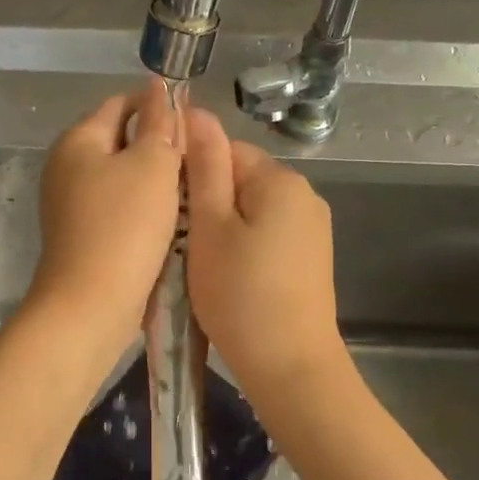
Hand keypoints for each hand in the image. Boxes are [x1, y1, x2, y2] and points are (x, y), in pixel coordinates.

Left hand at [29, 83, 183, 334]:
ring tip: (190, 190)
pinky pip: (117, 207)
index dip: (158, 106)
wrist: (91, 304)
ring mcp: (70, 204)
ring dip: (154, 180)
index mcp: (78, 140)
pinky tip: (169, 221)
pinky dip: (142, 208)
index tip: (194, 125)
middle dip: (158, 146)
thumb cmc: (125, 226)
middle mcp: (66, 167)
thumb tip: (158, 88)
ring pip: (122, 177)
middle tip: (197, 161)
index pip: (121, 103)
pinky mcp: (82, 235)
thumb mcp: (152, 164)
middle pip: (120, 140)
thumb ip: (159, 123)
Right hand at [184, 109, 345, 402]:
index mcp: (279, 179)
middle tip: (178, 243)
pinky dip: (241, 249)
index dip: (189, 174)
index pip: (224, 150)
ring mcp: (311, 229)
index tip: (167, 210)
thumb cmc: (240, 294)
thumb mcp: (210, 226)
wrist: (290, 368)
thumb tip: (196, 112)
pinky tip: (226, 278)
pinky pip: (266, 236)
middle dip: (205, 204)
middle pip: (239, 180)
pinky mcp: (310, 259)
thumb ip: (203, 167)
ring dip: (220, 229)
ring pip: (249, 211)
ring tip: (197, 264)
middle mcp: (303, 195)